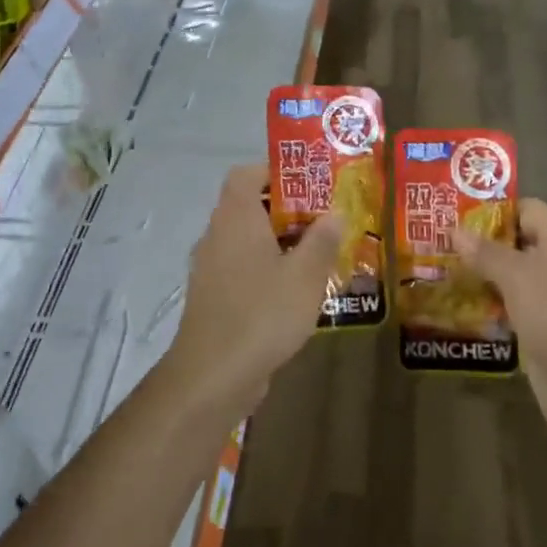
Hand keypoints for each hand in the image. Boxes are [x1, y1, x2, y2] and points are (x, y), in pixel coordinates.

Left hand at [163, 164, 342, 416]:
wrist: (213, 375)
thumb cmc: (261, 314)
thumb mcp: (305, 276)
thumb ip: (322, 240)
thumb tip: (335, 212)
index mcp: (236, 218)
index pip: (246, 174)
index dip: (275, 171)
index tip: (309, 182)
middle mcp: (217, 235)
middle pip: (249, 205)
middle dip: (287, 209)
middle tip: (324, 218)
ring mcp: (210, 267)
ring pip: (247, 239)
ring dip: (278, 241)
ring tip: (317, 253)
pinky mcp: (212, 296)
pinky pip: (242, 267)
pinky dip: (266, 268)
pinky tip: (295, 290)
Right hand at [454, 200, 546, 444]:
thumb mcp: (520, 277)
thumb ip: (486, 252)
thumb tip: (456, 229)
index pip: (525, 209)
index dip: (489, 209)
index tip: (449, 214)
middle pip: (515, 244)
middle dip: (476, 245)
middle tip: (432, 244)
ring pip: (509, 279)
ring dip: (477, 278)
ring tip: (433, 273)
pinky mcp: (544, 332)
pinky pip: (510, 310)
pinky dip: (486, 308)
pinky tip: (453, 309)